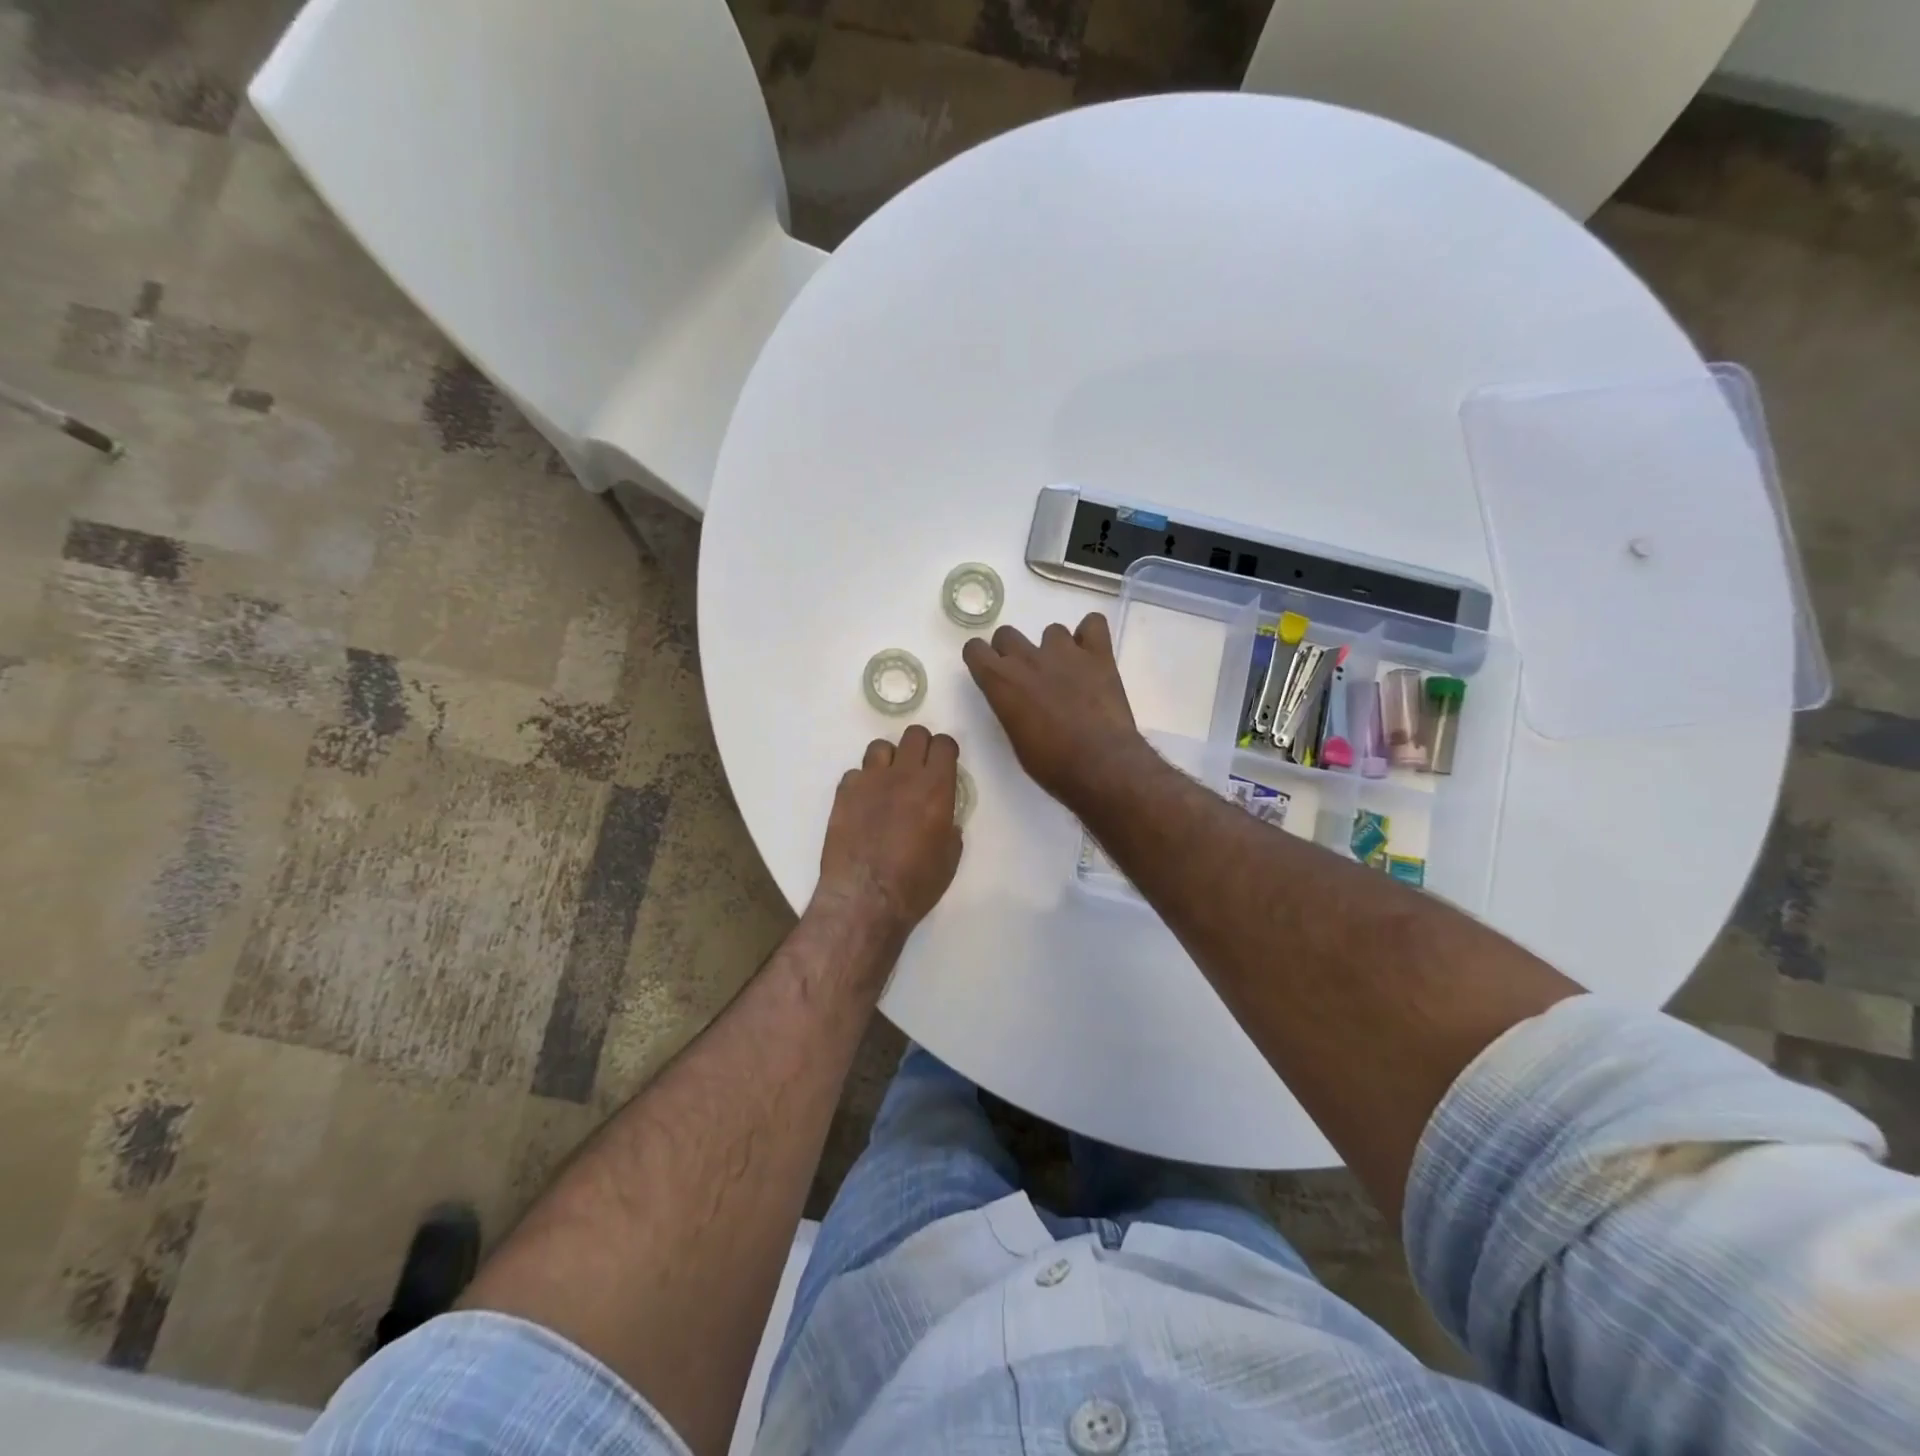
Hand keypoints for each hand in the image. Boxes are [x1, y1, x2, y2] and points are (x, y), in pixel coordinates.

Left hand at [817, 725, 963, 935]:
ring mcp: (870, 781)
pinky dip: (862, 783)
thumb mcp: (949, 858)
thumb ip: (949, 828)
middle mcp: (904, 775)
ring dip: (888, 760)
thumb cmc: (915, 884)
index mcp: (936, 788)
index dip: (946, 750)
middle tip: (919, 768)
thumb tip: (943, 820)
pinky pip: (855, 773)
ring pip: (880, 747)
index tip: (945, 763)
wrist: (865, 898)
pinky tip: (863, 804)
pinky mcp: (844, 793)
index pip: (944, 745)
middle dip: (920, 746)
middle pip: (913, 734)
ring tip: (888, 783)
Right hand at [962, 614, 1149, 810]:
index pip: (975, 649)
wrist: (1100, 764)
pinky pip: (1093, 624)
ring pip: (1052, 631)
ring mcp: (1065, 652)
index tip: (990, 670)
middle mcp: (1028, 658)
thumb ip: (1011, 708)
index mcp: (1001, 682)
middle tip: (1028, 675)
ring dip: (1054, 648)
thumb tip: (1019, 701)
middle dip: (1012, 651)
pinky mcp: (1099, 654)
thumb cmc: (1052, 763)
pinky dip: (1091, 635)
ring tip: (1067, 672)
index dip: (981, 658)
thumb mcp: (1016, 739)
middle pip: (1007, 634)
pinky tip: (1091, 653)